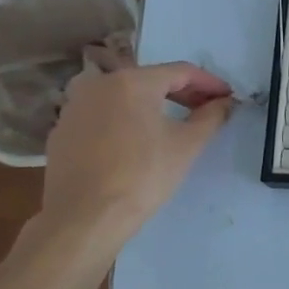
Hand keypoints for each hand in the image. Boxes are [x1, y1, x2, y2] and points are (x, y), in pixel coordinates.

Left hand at [40, 58, 235, 236]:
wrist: (85, 216)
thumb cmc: (143, 175)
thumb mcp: (187, 145)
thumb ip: (210, 117)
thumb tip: (224, 103)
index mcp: (132, 81)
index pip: (180, 71)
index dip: (209, 83)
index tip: (227, 97)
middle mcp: (98, 84)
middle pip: (150, 80)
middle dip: (182, 93)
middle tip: (205, 109)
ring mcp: (75, 106)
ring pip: (123, 96)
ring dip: (152, 105)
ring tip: (172, 124)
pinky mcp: (61, 131)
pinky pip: (102, 115)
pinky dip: (125, 120)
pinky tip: (136, 142)